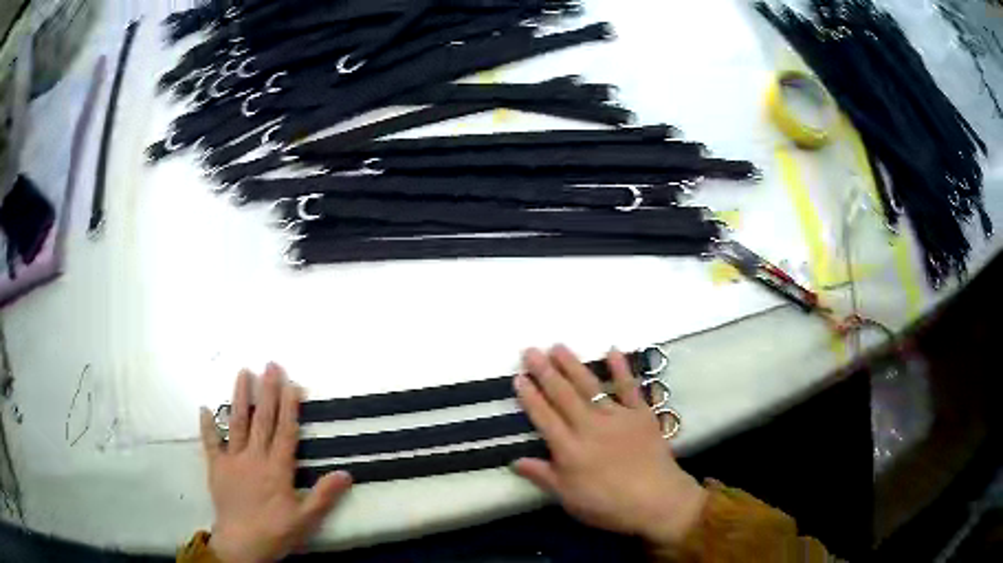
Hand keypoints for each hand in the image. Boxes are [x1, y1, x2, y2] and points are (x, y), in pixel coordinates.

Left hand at [199, 363, 352, 562]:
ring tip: (243, 372)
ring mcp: (233, 460)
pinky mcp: (216, 467)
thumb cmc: (276, 531)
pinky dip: (208, 425)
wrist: (241, 544)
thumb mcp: (307, 519)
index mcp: (277, 469)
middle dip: (268, 391)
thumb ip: (324, 495)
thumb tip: (346, 473)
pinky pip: (211, 443)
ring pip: (237, 424)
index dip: (290, 406)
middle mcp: (255, 458)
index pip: (285, 431)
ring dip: (240, 398)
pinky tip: (205, 407)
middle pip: (263, 420)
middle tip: (270, 364)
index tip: (292, 382)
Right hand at [512, 346, 706, 548]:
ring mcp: (617, 417)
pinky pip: (630, 387)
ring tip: (558, 347)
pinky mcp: (641, 414)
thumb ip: (543, 476)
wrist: (657, 500)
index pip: (544, 417)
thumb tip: (514, 460)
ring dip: (573, 365)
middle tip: (531, 351)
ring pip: (590, 386)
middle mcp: (589, 426)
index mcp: (569, 449)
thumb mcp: (568, 498)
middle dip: (545, 372)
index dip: (530, 397)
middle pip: (563, 395)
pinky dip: (621, 368)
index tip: (519, 377)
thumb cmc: (608, 505)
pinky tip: (612, 350)